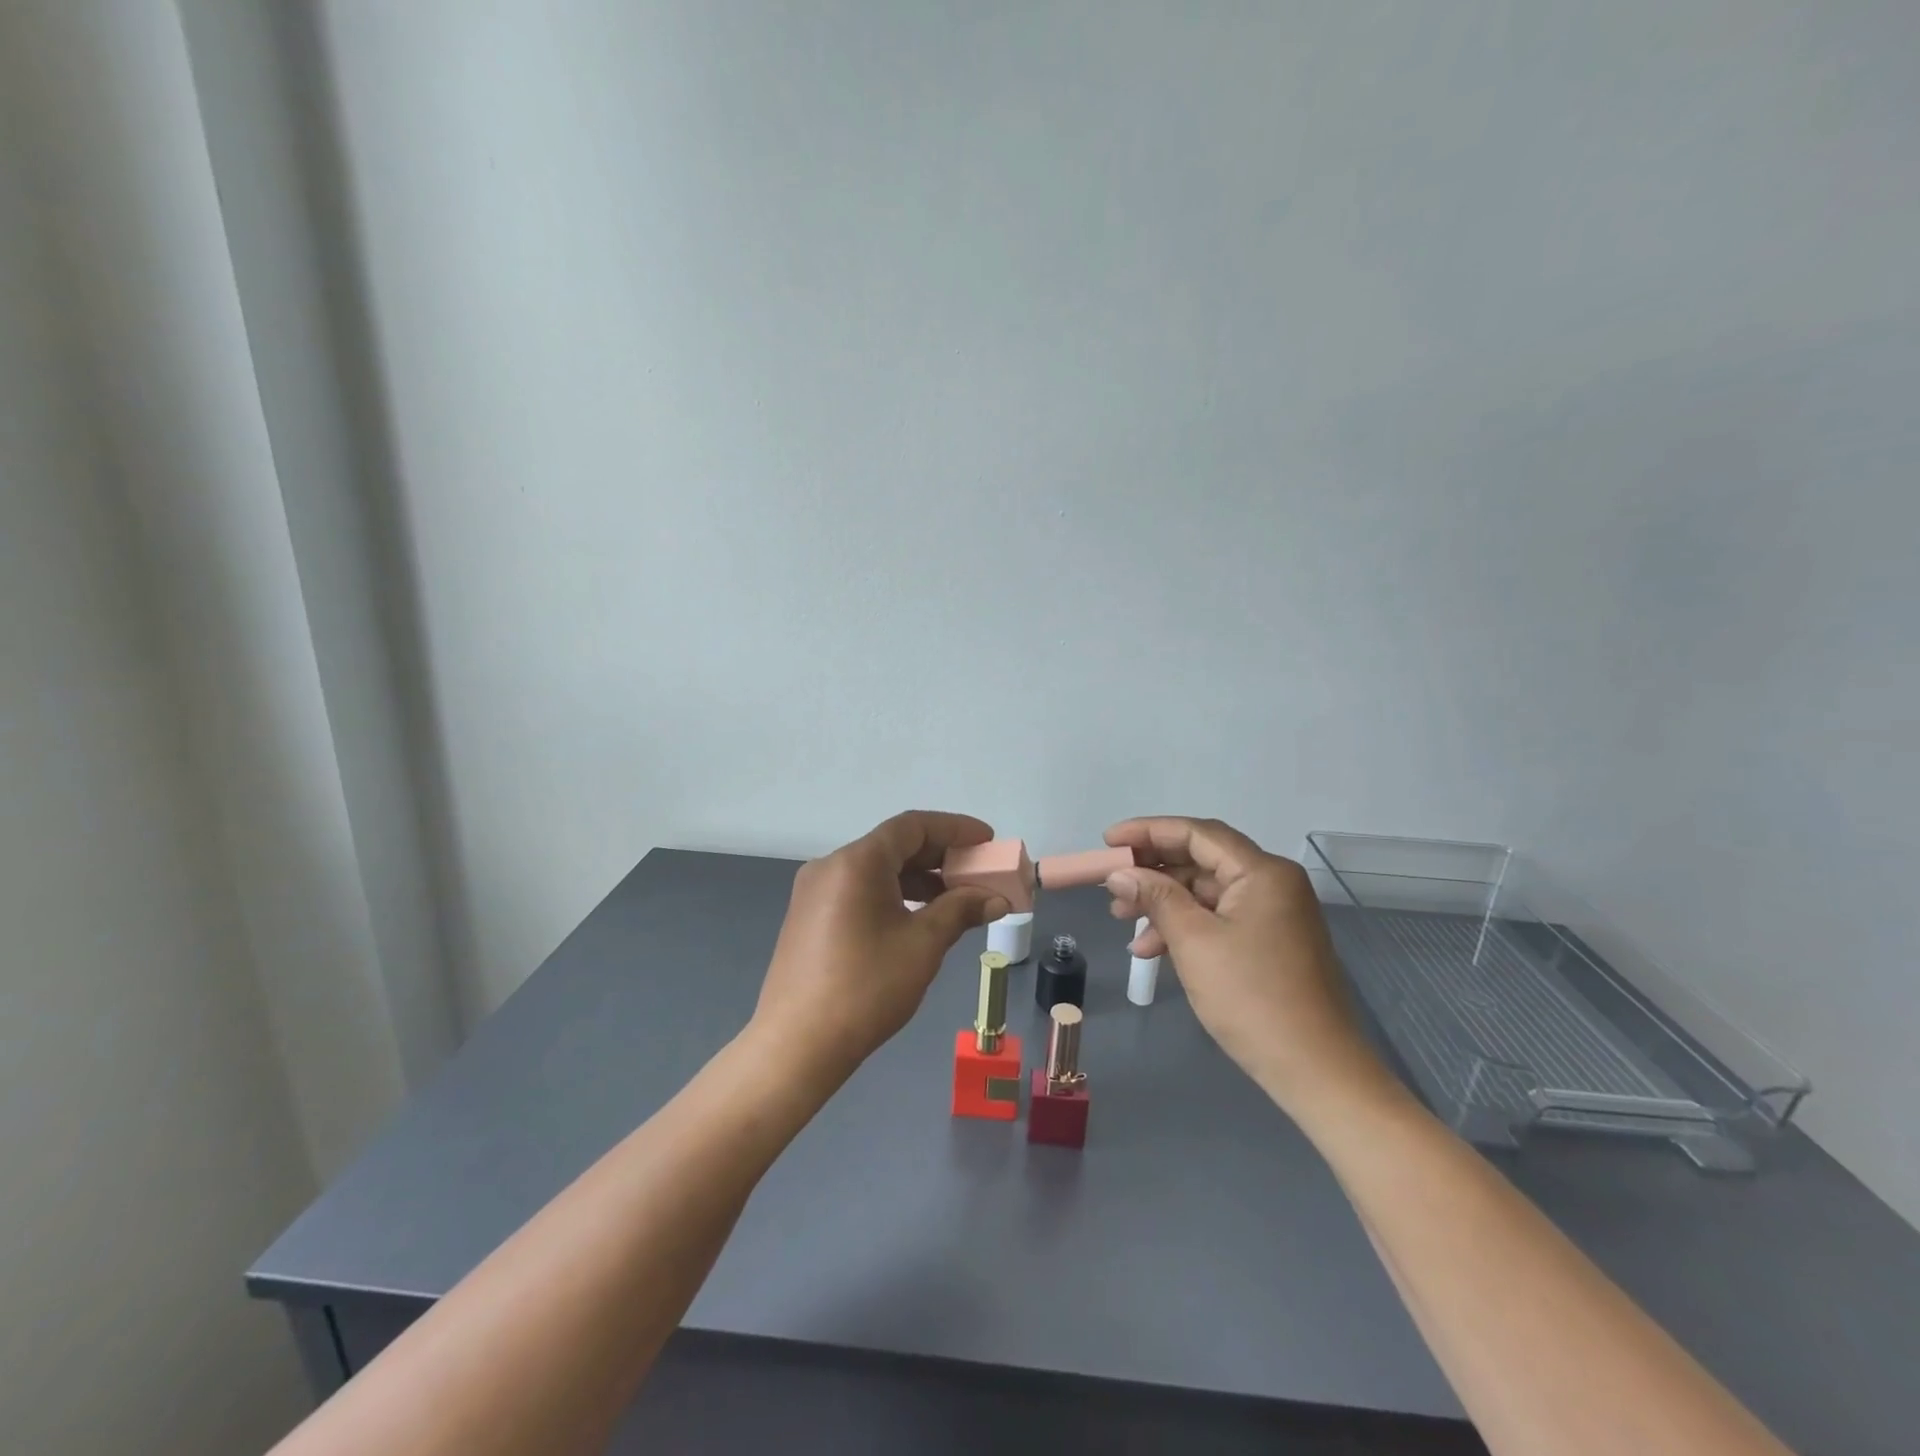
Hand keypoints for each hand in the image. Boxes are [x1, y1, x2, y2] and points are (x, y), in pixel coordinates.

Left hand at [751, 811, 1010, 1083]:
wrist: (797, 1045)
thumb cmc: (866, 987)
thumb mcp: (923, 945)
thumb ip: (961, 911)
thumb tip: (997, 899)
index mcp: (857, 861)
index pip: (912, 826)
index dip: (955, 828)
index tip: (987, 840)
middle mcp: (831, 865)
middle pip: (893, 845)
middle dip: (939, 856)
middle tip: (977, 872)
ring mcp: (815, 891)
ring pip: (876, 870)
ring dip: (918, 879)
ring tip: (955, 899)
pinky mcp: (809, 917)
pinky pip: (859, 890)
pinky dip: (893, 895)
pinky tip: (917, 919)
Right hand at [1103, 817, 1389, 1112]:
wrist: (1316, 1071)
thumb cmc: (1252, 998)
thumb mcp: (1194, 942)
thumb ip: (1156, 898)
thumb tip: (1120, 874)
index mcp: (1262, 872)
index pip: (1196, 833)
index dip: (1147, 831)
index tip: (1107, 841)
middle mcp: (1272, 883)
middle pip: (1201, 860)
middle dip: (1153, 871)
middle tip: (1111, 885)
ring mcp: (1273, 914)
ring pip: (1206, 892)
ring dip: (1163, 902)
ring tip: (1123, 920)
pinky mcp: (1269, 942)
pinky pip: (1218, 919)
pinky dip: (1184, 927)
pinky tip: (1152, 949)